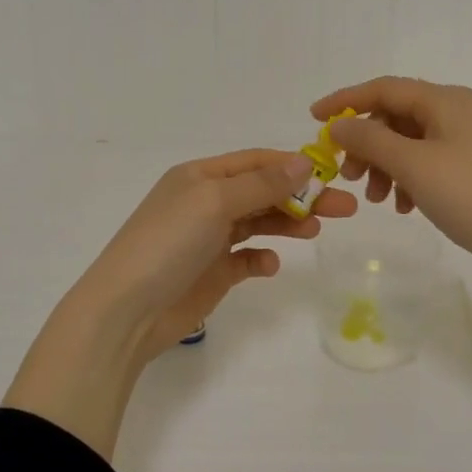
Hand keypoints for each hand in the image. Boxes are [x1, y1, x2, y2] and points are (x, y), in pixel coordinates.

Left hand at [3, 149, 356, 458]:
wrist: (126, 310)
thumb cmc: (168, 244)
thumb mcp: (215, 202)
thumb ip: (262, 184)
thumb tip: (304, 161)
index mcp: (200, 177)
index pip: (255, 162)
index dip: (293, 165)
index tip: (332, 175)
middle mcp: (205, 203)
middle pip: (263, 192)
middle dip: (302, 196)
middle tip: (344, 208)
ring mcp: (208, 240)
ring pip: (259, 223)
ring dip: (288, 223)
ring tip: (315, 230)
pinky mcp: (213, 273)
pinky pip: (247, 259)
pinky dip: (262, 258)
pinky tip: (270, 265)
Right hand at [311, 77, 471, 286]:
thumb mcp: (414, 165)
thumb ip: (370, 140)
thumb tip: (339, 123)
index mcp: (445, 100)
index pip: (383, 88)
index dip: (344, 100)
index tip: (313, 119)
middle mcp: (458, 112)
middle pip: (396, 116)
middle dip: (366, 143)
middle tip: (348, 175)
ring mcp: (469, 141)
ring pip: (410, 143)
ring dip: (385, 166)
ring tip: (377, 200)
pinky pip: (428, 163)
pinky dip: (408, 179)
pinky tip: (404, 207)